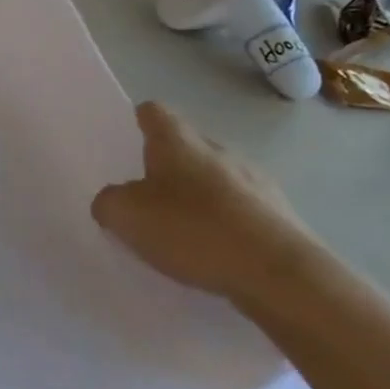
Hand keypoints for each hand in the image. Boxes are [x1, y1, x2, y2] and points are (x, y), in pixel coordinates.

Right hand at [90, 101, 329, 308]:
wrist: (280, 275)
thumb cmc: (193, 230)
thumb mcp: (125, 216)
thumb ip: (109, 202)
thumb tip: (113, 201)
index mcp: (178, 141)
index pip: (153, 112)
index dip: (137, 124)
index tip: (127, 146)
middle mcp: (219, 150)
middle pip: (186, 147)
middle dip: (167, 168)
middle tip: (146, 200)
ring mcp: (256, 182)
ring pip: (216, 179)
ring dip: (199, 198)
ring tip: (182, 234)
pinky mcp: (281, 216)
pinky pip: (242, 211)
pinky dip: (225, 225)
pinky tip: (215, 255)